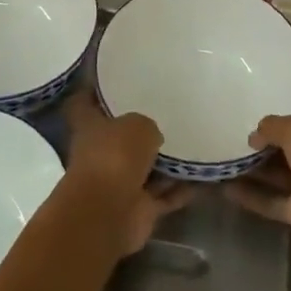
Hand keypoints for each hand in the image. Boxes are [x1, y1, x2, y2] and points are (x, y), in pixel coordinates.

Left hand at [63, 90, 194, 258]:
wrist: (109, 212)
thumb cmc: (115, 156)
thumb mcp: (137, 124)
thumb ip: (147, 125)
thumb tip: (153, 137)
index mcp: (89, 127)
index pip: (85, 102)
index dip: (94, 90)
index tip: (112, 78)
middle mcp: (101, 154)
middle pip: (121, 138)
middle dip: (141, 129)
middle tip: (169, 111)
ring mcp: (119, 183)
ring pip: (146, 168)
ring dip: (166, 163)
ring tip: (195, 142)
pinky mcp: (138, 208)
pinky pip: (165, 194)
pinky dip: (181, 189)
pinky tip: (204, 176)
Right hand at [226, 78, 290, 258]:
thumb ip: (272, 126)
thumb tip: (254, 136)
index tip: (283, 76)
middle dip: (270, 127)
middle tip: (238, 114)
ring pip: (278, 168)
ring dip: (254, 163)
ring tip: (223, 148)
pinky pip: (270, 200)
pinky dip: (250, 196)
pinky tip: (223, 186)